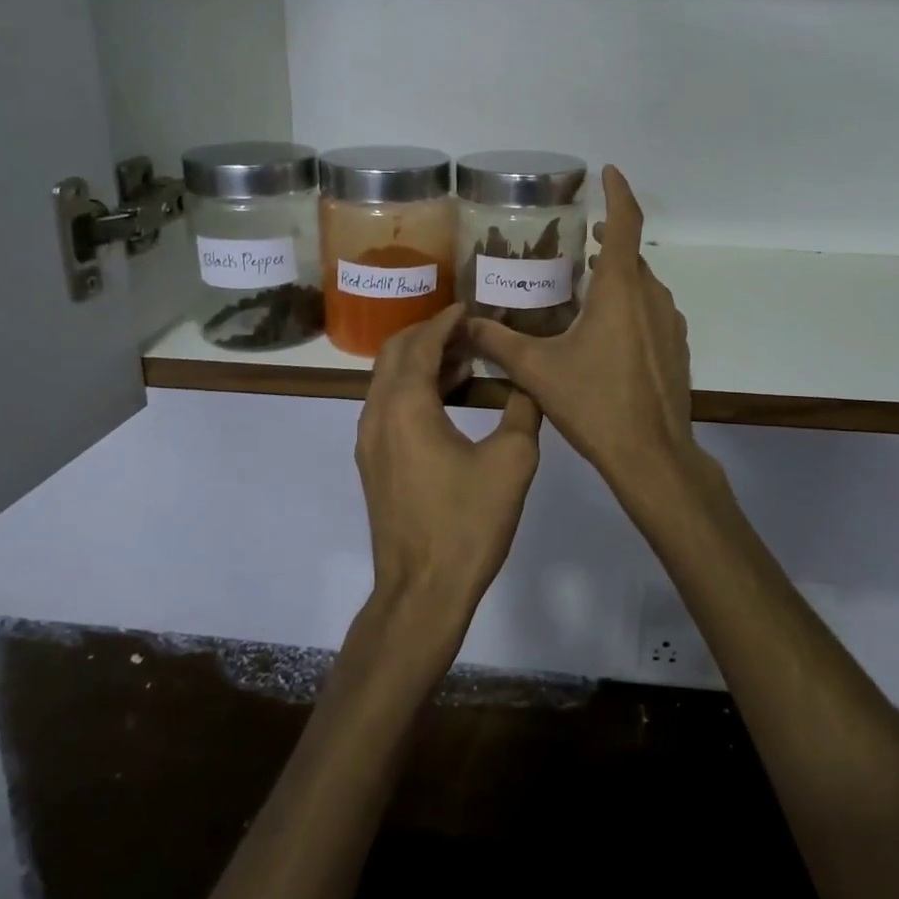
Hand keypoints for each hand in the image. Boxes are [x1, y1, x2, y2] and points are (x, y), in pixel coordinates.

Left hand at [355, 304, 542, 639]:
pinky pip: (389, 406)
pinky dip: (414, 388)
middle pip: (394, 353)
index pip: (421, 343)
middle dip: (429, 334)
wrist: (422, 591)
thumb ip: (523, 410)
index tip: (471, 307)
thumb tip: (529, 382)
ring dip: (421, 361)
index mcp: (406, 405)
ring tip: (466, 360)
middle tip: (469, 331)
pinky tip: (449, 399)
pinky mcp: (374, 463)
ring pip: (388, 380)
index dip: (446, 321)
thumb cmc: (467, 523)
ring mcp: (369, 440)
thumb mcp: (512, 462)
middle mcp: (377, 414)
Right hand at [466, 167, 696, 500]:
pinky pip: (651, 311)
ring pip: (641, 285)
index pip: (625, 222)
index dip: (618, 191)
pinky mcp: (677, 347)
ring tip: (583, 288)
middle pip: (629, 255)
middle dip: (606, 242)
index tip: (608, 171)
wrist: (652, 455)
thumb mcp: (538, 371)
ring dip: (616, 277)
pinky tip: (605, 334)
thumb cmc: (595, 404)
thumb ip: (497, 342)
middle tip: (573, 244)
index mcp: (620, 290)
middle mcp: (651, 296)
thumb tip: (463, 323)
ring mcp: (670, 322)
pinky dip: (629, 305)